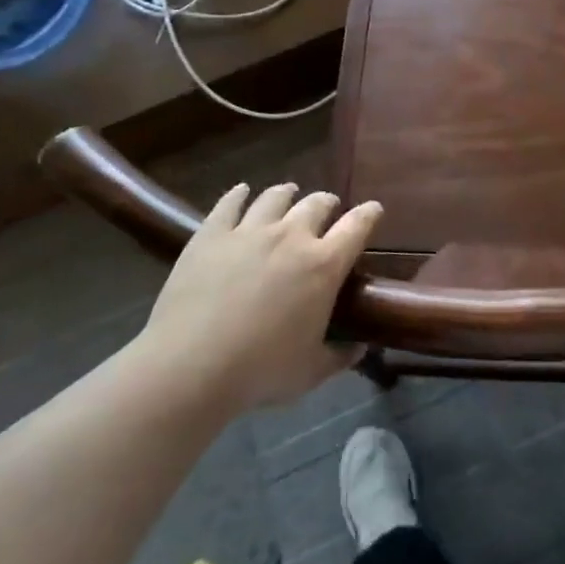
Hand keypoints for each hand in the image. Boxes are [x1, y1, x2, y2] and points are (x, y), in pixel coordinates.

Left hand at [136, 182, 381, 413]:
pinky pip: (229, 203)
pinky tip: (241, 192)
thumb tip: (360, 348)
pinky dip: (239, 194)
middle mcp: (292, 236)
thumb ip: (339, 356)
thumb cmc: (260, 371)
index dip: (369, 214)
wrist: (191, 365)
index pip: (357, 226)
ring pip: (275, 197)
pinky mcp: (211, 234)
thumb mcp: (311, 371)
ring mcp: (249, 231)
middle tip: (327, 209)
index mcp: (324, 265)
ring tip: (288, 193)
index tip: (373, 210)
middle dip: (327, 203)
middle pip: (317, 204)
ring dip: (287, 193)